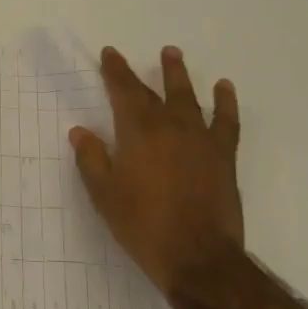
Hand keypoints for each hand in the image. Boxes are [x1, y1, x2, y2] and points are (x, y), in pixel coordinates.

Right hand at [69, 46, 243, 300]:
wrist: (197, 256)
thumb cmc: (142, 225)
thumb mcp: (104, 195)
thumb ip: (91, 159)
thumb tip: (81, 131)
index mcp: (138, 132)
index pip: (124, 91)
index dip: (115, 71)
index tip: (109, 54)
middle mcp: (171, 126)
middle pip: (156, 92)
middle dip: (144, 72)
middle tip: (143, 52)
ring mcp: (201, 139)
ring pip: (189, 98)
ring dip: (180, 75)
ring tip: (174, 55)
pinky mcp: (223, 156)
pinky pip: (226, 121)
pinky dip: (225, 102)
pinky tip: (224, 88)